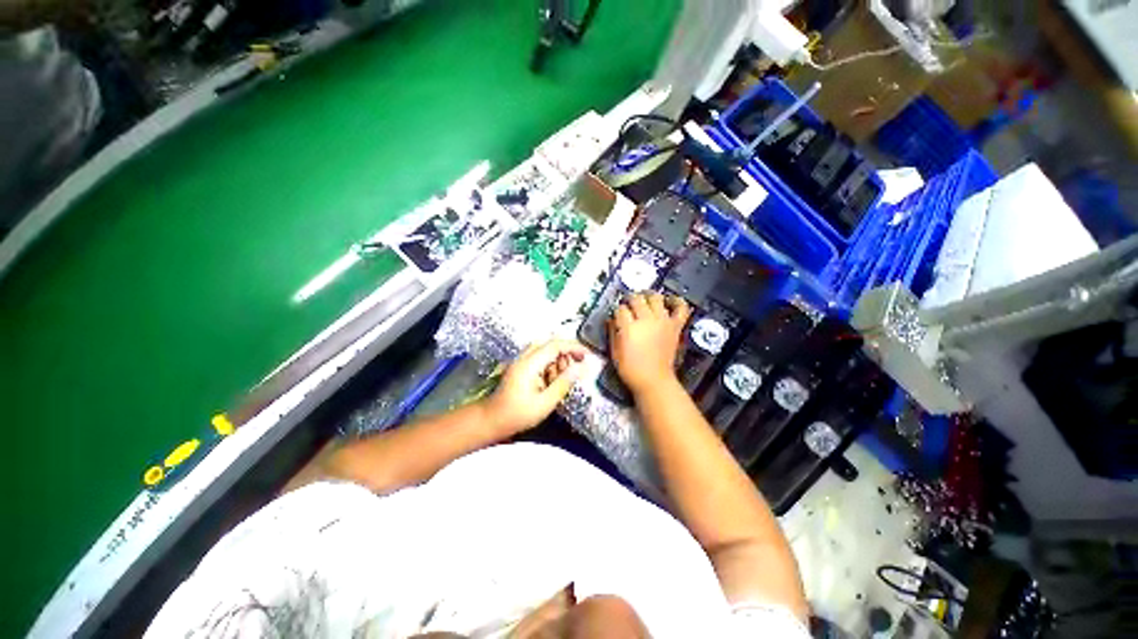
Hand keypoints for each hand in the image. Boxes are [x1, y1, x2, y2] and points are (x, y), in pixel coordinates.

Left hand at [483, 339, 586, 434]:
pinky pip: (539, 358)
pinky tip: (550, 382)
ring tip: (560, 380)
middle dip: (566, 354)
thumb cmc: (517, 415)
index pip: (555, 345)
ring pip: (545, 350)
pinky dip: (549, 365)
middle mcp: (524, 357)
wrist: (491, 420)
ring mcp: (521, 361)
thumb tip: (581, 368)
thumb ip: (564, 383)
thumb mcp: (545, 402)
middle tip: (574, 371)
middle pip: (550, 344)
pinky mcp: (520, 367)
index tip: (587, 355)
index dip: (574, 347)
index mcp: (530, 363)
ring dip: (557, 360)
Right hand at [608, 292, 691, 392]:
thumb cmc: (630, 369)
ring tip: (645, 300)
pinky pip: (680, 308)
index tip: (617, 315)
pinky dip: (677, 301)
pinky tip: (670, 300)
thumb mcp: (614, 351)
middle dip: (629, 300)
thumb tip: (612, 319)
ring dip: (648, 296)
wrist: (654, 380)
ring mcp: (662, 321)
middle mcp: (646, 320)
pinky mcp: (675, 326)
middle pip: (636, 299)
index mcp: (629, 327)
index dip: (617, 310)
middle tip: (628, 304)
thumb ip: (613, 332)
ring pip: (655, 297)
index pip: (620, 309)